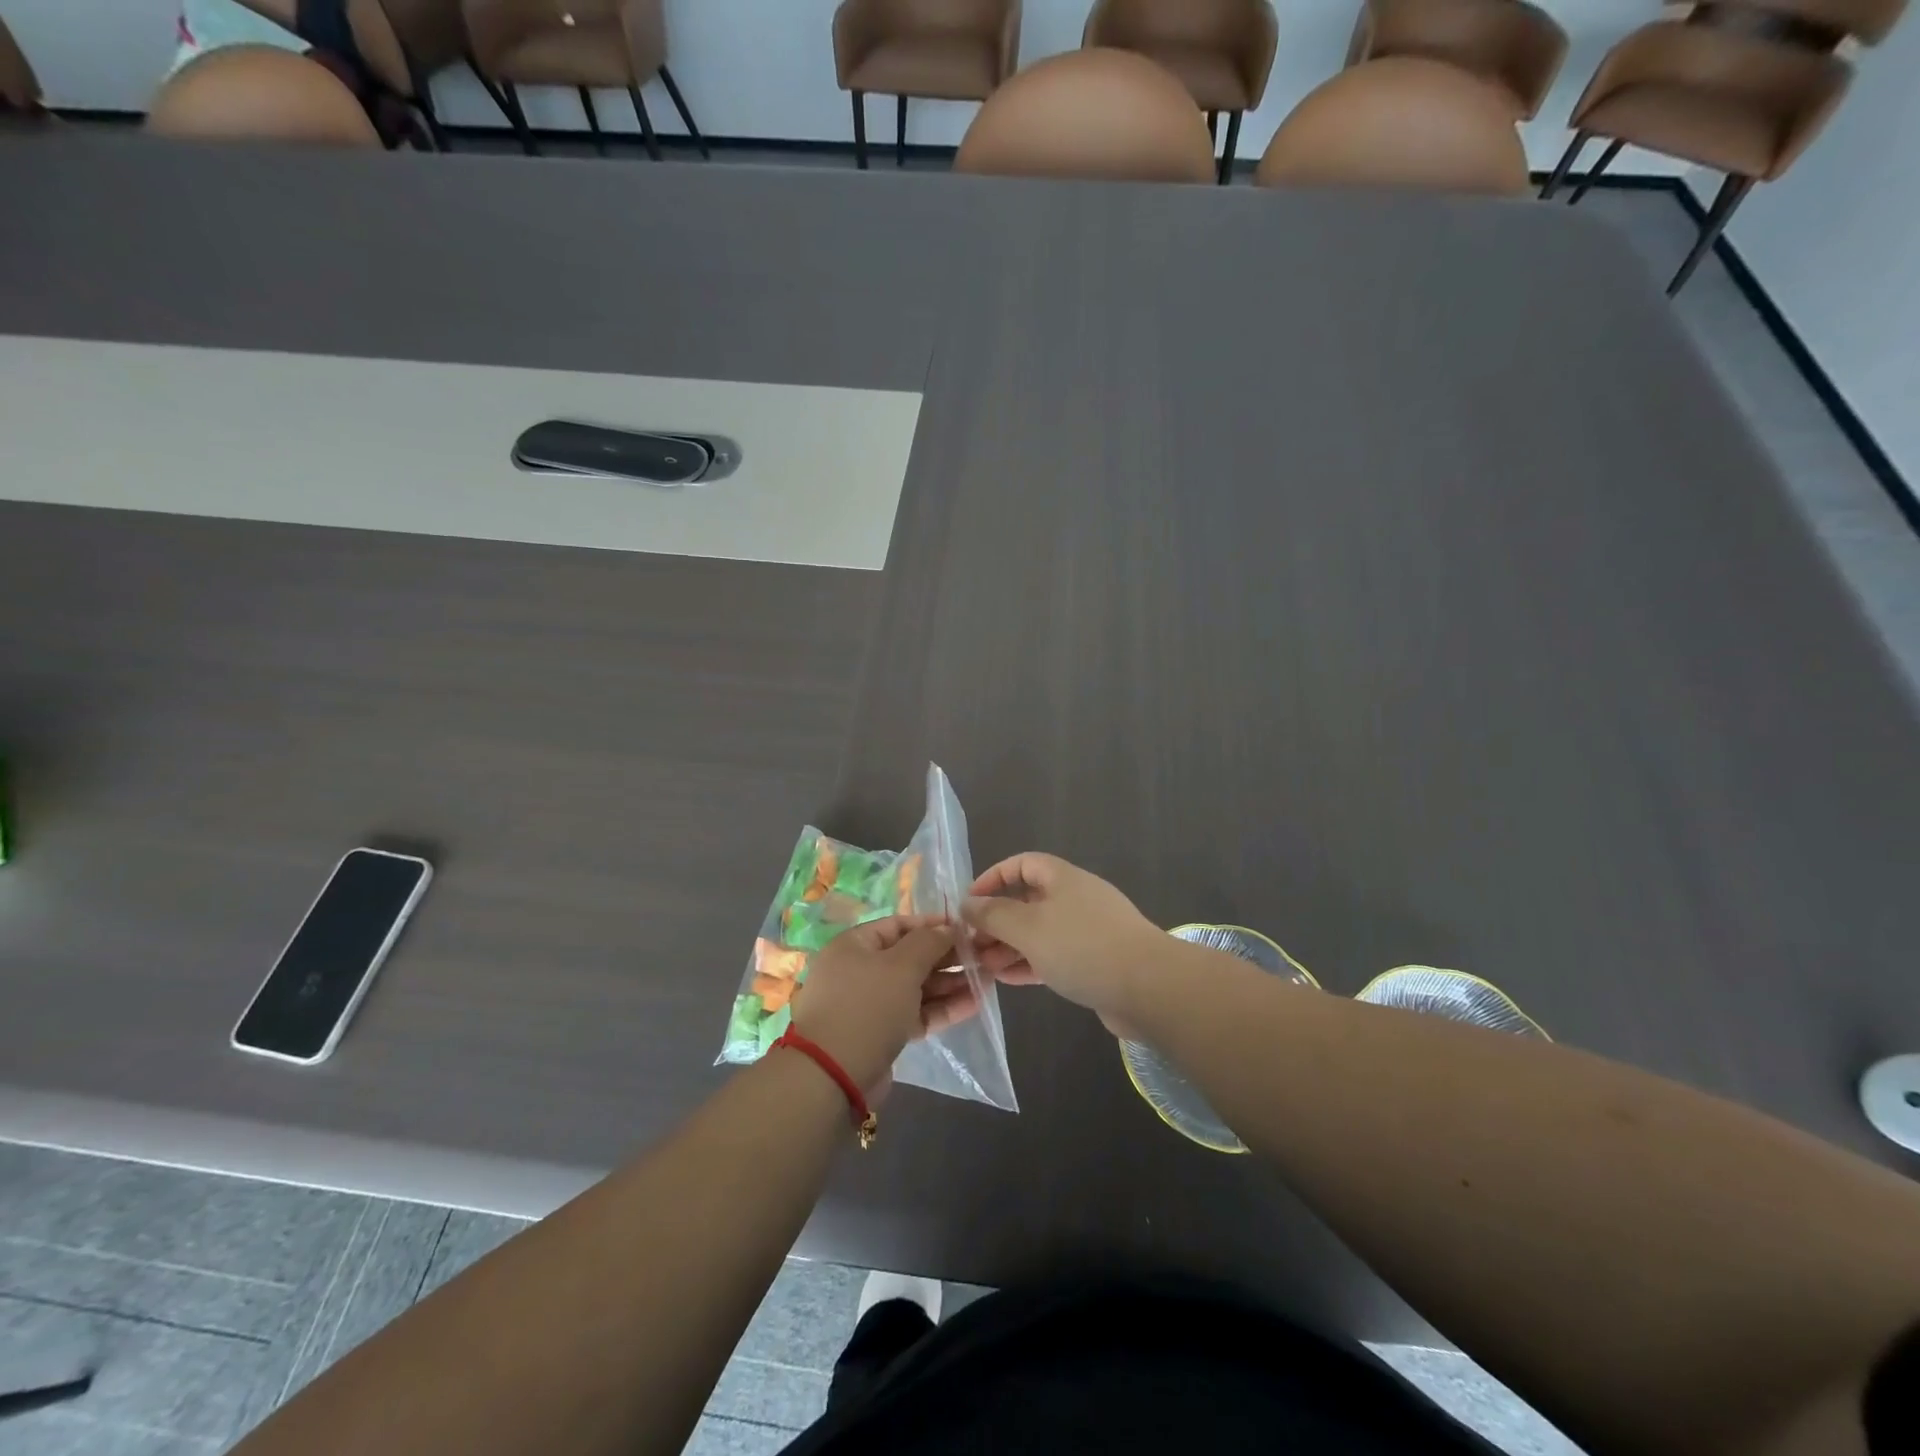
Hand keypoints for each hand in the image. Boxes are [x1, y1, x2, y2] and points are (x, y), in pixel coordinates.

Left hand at [787, 916, 977, 1094]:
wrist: (833, 1076)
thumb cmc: (867, 1006)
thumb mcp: (901, 966)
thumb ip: (928, 942)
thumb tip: (947, 928)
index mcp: (854, 945)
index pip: (898, 925)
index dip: (932, 925)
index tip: (965, 928)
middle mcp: (859, 970)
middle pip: (909, 957)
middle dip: (946, 956)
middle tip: (982, 956)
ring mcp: (870, 1004)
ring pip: (916, 987)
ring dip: (950, 983)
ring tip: (987, 979)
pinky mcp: (882, 1034)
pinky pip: (916, 1013)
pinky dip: (942, 1008)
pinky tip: (975, 1004)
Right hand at [963, 853, 1163, 1034]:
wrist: (1149, 988)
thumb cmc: (1082, 947)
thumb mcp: (1028, 927)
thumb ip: (993, 914)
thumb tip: (968, 903)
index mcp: (1062, 878)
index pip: (1022, 864)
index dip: (993, 878)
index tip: (970, 903)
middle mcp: (1076, 898)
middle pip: (1029, 900)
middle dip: (998, 920)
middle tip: (971, 943)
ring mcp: (1089, 931)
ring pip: (1040, 932)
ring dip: (1010, 946)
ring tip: (983, 966)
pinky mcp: (1097, 961)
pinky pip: (1055, 956)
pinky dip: (1030, 963)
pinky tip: (1008, 980)